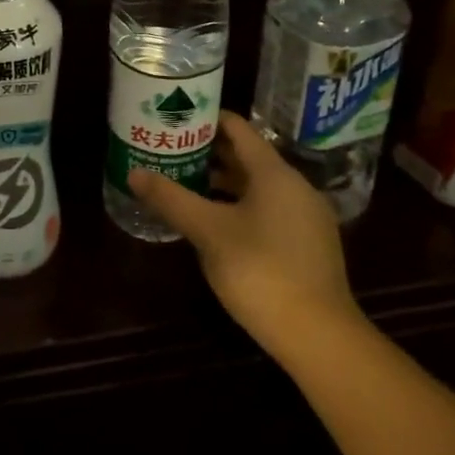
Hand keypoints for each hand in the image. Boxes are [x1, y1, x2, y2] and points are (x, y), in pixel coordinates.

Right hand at [129, 111, 364, 362]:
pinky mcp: (306, 244)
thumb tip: (134, 173)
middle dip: (208, 151)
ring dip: (222, 180)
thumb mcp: (208, 232)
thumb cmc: (261, 271)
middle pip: (247, 156)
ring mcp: (305, 217)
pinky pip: (267, 208)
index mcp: (275, 173)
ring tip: (183, 180)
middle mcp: (295, 187)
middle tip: (170, 148)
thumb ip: (171, 198)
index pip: (238, 129)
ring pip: (257, 185)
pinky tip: (212, 220)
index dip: (206, 119)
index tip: (175, 117)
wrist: (320, 337)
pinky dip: (238, 204)